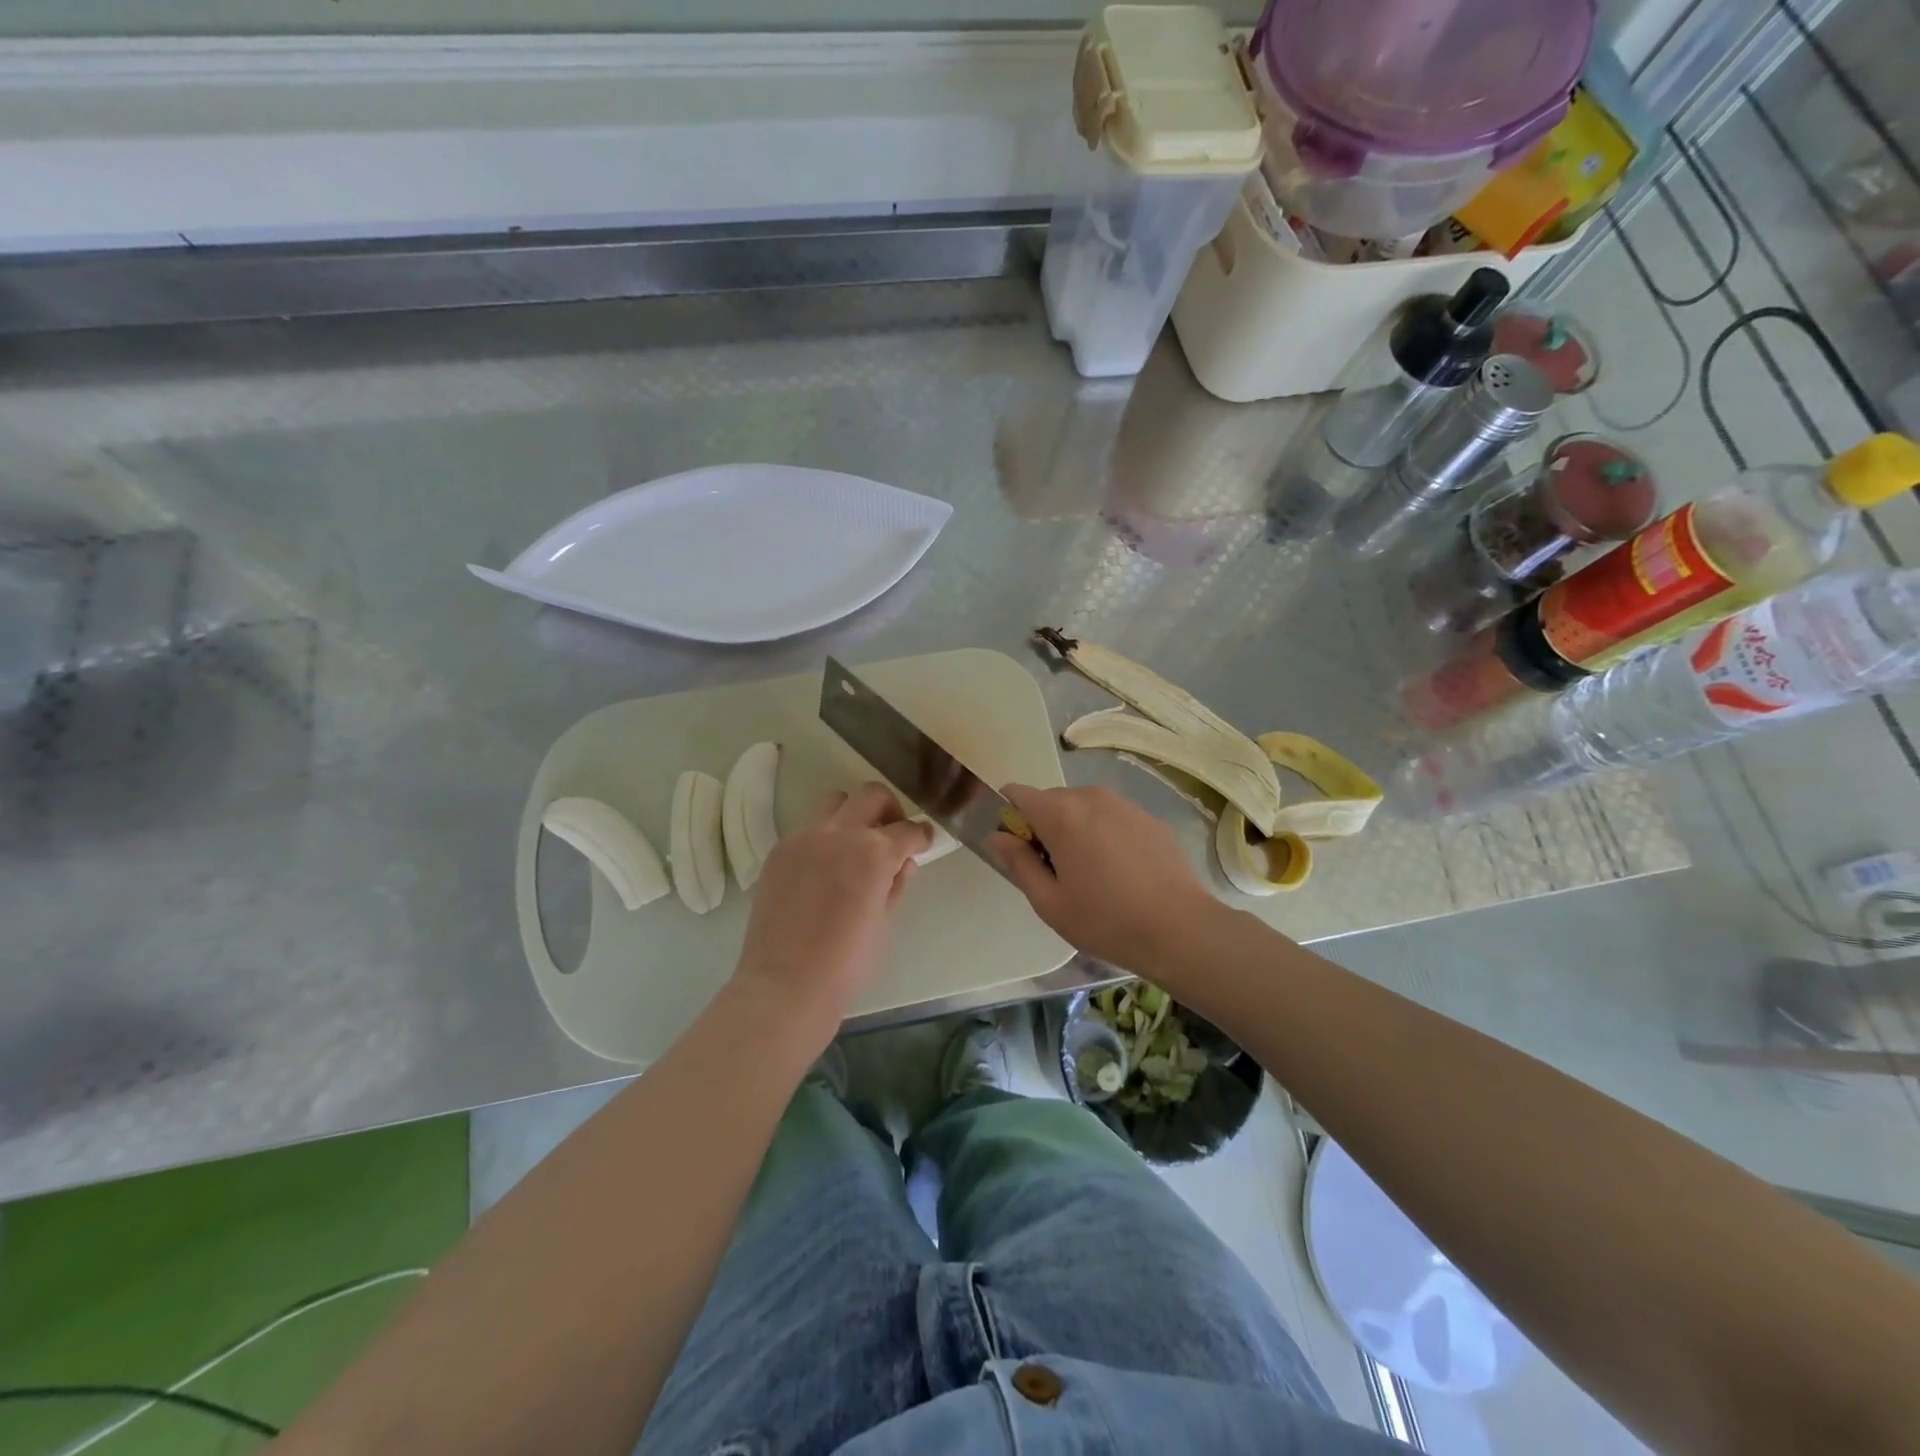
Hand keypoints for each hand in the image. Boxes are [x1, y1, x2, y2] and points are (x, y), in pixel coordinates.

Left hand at [731, 782, 931, 1037]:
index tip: (923, 842)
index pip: (907, 829)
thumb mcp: (884, 924)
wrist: (785, 985)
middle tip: (891, 836)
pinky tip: (824, 868)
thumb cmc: (846, 964)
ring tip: (854, 845)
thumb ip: (896, 885)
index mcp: (874, 853)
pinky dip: (824, 836)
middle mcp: (839, 834)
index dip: (921, 835)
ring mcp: (804, 838)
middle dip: (889, 810)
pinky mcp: (779, 851)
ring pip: (835, 802)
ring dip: (852, 814)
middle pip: (871, 795)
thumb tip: (903, 863)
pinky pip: (808, 828)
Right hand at [987, 783, 1217, 972]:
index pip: (1017, 793)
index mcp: (1060, 814)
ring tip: (1093, 875)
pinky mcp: (1150, 818)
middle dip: (1045, 828)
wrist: (1181, 929)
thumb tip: (997, 836)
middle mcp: (1091, 796)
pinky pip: (1112, 817)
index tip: (1019, 850)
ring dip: (1076, 830)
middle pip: (1051, 801)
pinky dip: (1106, 835)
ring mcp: (1125, 804)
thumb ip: (1018, 863)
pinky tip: (1122, 873)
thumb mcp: (1049, 902)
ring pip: (1083, 808)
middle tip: (1057, 873)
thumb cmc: (1105, 920)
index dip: (1010, 817)